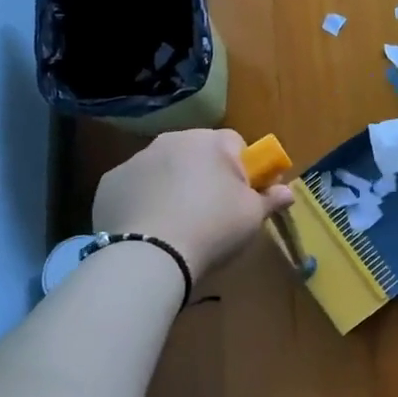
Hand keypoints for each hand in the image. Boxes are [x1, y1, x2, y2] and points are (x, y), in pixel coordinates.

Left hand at [91, 129, 293, 279]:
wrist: (150, 256)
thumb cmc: (213, 228)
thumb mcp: (252, 216)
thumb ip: (271, 199)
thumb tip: (288, 192)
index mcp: (210, 141)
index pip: (235, 144)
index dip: (243, 170)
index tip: (243, 197)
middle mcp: (172, 140)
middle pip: (198, 153)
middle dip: (205, 175)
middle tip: (211, 212)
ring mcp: (136, 160)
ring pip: (164, 168)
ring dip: (173, 186)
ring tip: (177, 224)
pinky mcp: (109, 183)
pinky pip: (136, 187)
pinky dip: (143, 201)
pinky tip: (149, 228)